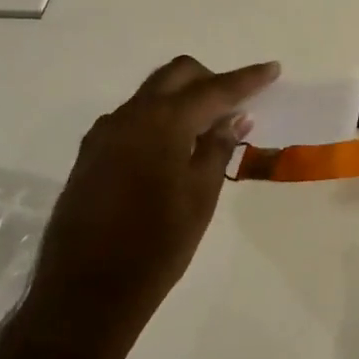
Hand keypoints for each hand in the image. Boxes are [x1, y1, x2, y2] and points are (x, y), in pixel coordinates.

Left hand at [22, 55, 279, 358]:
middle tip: (235, 103)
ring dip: (181, 99)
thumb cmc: (156, 247)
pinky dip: (157, 120)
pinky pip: (131, 119)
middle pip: (176, 75)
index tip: (272, 68)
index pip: (214, 89)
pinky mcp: (90, 152)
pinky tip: (169, 151)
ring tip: (205, 130)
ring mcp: (104, 132)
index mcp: (162, 122)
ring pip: (151, 94)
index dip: (247, 79)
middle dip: (209, 79)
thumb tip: (233, 117)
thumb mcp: (200, 198)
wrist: (85, 291)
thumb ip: (216, 149)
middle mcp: (130, 115)